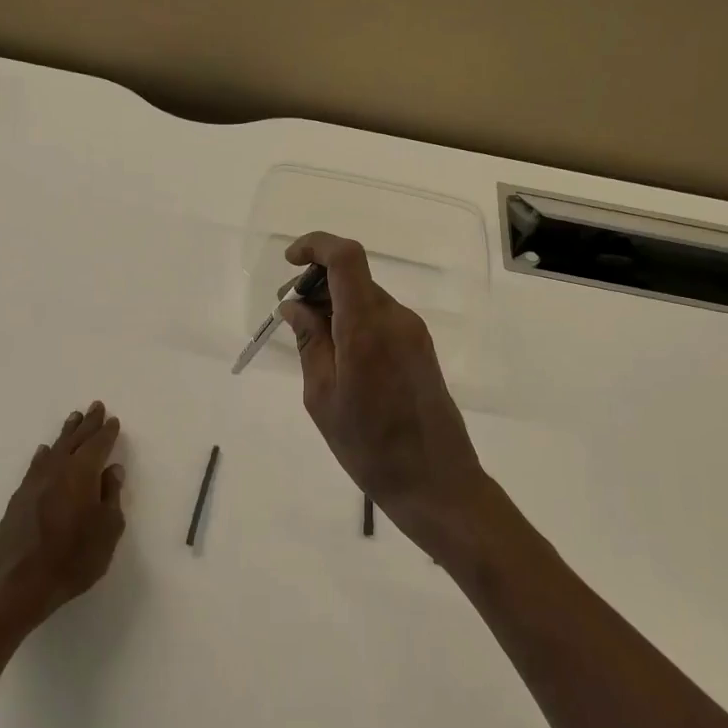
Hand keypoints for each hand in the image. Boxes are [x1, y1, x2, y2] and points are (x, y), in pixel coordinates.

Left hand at [0, 402, 125, 635]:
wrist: (15, 585)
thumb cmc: (72, 559)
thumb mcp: (107, 531)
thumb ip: (111, 497)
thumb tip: (112, 470)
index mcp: (82, 473)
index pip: (98, 445)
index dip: (107, 433)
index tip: (113, 420)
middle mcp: (56, 470)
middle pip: (74, 440)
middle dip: (87, 424)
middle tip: (95, 407)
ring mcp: (34, 483)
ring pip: (53, 449)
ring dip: (66, 433)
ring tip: (74, 419)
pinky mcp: (19, 498)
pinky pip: (36, 465)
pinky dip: (44, 454)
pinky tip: (43, 452)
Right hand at [280, 233, 509, 562]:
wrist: (436, 482)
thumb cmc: (369, 446)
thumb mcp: (322, 396)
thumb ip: (309, 342)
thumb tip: (294, 306)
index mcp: (367, 327)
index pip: (346, 257)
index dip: (316, 245)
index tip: (291, 263)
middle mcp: (395, 318)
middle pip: (354, 277)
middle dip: (318, 285)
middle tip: (290, 318)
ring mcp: (413, 332)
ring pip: (366, 299)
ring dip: (336, 307)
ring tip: (312, 345)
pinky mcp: (421, 347)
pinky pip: (381, 319)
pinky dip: (354, 323)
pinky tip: (340, 359)